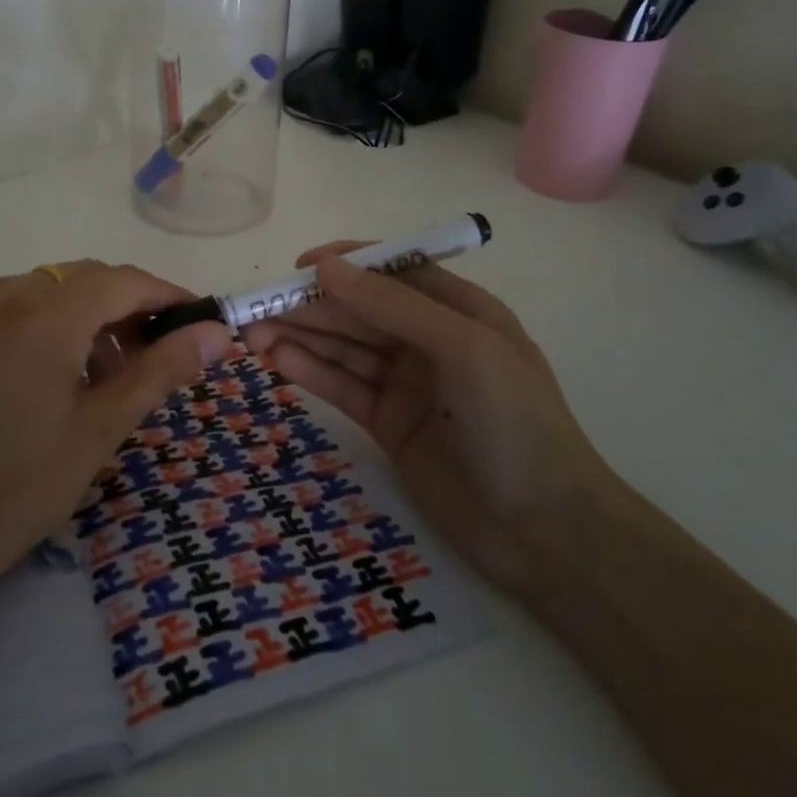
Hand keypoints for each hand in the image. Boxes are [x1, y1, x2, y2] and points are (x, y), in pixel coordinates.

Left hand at [0, 260, 228, 607]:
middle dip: (130, 310)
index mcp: (44, 313)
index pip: (125, 281)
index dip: (169, 297)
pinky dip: (53, 321)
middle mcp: (6, 292)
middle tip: (157, 361)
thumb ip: (161, 370)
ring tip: (106, 376)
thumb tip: (217, 332)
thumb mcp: (100, 429)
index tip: (202, 323)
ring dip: (92, 316)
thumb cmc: (16, 488)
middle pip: (89, 279)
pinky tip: (58, 370)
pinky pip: (20, 302)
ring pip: (55, 288)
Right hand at [243, 244, 611, 590]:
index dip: (345, 264)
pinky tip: (276, 362)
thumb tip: (327, 267)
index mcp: (457, 310)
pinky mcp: (388, 423)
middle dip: (310, 306)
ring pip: (344, 347)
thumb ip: (394, 305)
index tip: (297, 268)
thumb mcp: (463, 349)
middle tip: (254, 309)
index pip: (392, 271)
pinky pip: (342, 386)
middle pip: (359, 310)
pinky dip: (310, 372)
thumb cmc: (514, 424)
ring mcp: (406, 382)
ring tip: (251, 336)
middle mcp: (428, 339)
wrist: (545, 532)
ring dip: (300, 336)